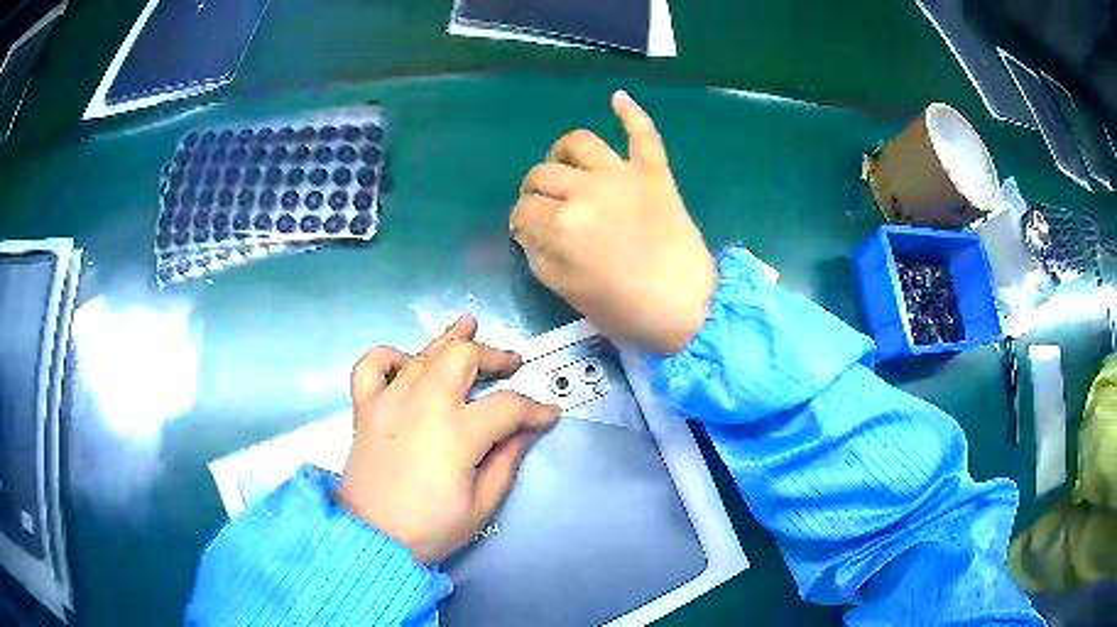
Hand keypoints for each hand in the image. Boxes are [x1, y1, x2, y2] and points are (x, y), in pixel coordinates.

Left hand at [338, 315, 560, 564]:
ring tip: (470, 326)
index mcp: (458, 432)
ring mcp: (390, 399)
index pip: (508, 406)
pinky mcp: (365, 406)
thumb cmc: (431, 527)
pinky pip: (372, 364)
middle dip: (494, 355)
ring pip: (424, 352)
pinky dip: (390, 356)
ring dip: (451, 339)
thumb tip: (526, 431)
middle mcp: (424, 403)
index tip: (548, 415)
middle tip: (512, 364)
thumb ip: (507, 461)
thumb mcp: (482, 504)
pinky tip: (407, 362)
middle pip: (464, 357)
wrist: (372, 538)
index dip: (535, 409)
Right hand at [510, 90, 716, 354]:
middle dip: (532, 193)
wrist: (687, 305)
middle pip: (542, 175)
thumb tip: (529, 232)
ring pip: (578, 143)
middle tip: (541, 209)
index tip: (526, 234)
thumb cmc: (625, 307)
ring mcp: (621, 174)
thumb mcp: (567, 291)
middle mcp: (585, 188)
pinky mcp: (653, 171)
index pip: (523, 212)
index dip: (520, 224)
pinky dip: (630, 113)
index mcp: (560, 223)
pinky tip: (617, 97)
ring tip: (564, 167)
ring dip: (561, 153)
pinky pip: (642, 133)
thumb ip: (540, 256)